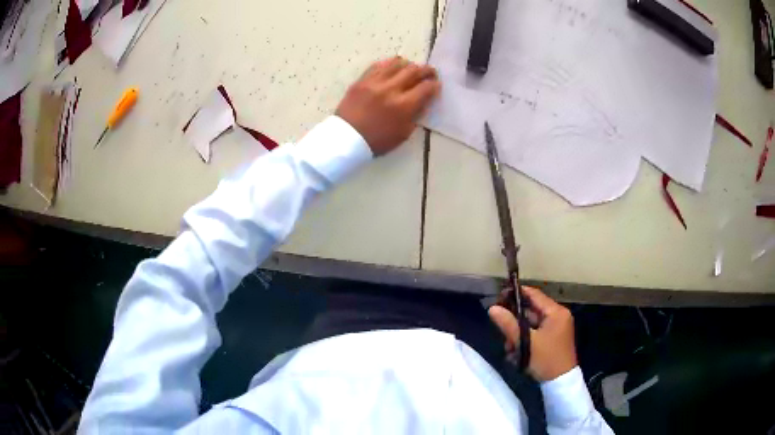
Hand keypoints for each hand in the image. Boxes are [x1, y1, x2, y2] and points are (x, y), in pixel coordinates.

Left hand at [336, 57, 440, 155]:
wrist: (346, 138)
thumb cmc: (377, 140)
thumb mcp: (403, 133)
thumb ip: (416, 114)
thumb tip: (424, 100)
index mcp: (403, 106)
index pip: (426, 88)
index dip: (435, 85)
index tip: (436, 85)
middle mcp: (391, 89)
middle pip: (414, 71)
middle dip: (426, 70)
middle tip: (430, 72)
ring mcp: (375, 82)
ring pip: (397, 63)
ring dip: (408, 64)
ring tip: (411, 68)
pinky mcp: (362, 80)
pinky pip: (379, 65)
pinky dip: (390, 64)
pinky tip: (393, 68)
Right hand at [488, 286, 577, 381]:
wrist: (561, 382)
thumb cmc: (547, 359)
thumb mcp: (526, 342)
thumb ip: (509, 324)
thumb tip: (492, 308)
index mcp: (556, 312)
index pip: (534, 294)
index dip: (516, 293)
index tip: (499, 296)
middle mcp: (557, 316)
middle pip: (531, 310)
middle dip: (514, 320)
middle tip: (500, 327)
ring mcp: (555, 328)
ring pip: (530, 323)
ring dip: (517, 333)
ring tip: (509, 347)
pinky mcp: (552, 338)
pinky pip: (535, 333)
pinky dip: (524, 340)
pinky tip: (515, 353)